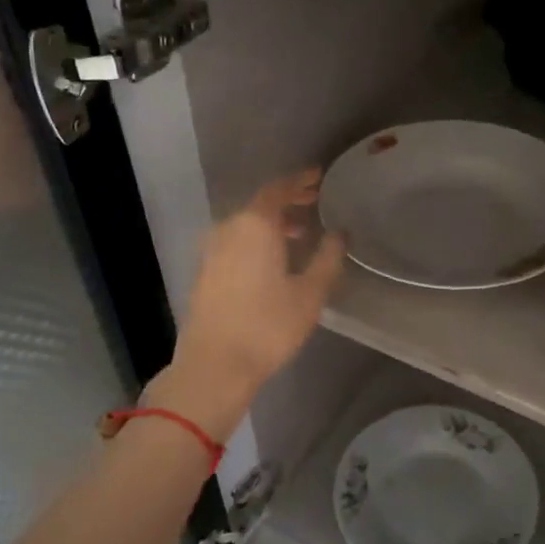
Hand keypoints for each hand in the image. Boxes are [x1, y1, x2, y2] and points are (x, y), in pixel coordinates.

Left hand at [156, 169, 346, 436]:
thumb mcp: (309, 293)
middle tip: (313, 202)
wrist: (214, 365)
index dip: (299, 182)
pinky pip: (235, 242)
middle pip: (260, 206)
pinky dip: (256, 241)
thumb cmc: (268, 326)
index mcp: (254, 225)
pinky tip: (272, 260)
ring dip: (272, 224)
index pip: (278, 190)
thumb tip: (339, 233)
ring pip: (246, 226)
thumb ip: (327, 257)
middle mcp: (228, 229)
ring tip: (298, 234)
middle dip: (287, 202)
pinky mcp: (205, 273)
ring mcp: (211, 251)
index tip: (318, 177)